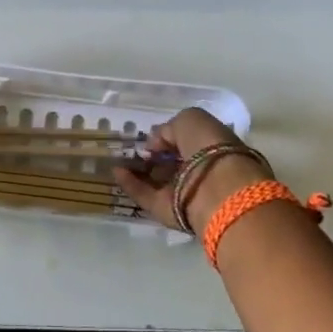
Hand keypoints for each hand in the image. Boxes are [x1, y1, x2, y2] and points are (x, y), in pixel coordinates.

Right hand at [114, 107, 266, 232]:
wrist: (216, 190)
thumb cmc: (209, 148)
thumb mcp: (190, 120)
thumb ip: (169, 128)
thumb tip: (155, 143)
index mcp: (213, 149)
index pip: (187, 142)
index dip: (169, 138)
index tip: (151, 137)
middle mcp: (200, 172)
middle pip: (173, 163)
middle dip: (154, 156)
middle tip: (133, 149)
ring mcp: (184, 193)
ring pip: (158, 181)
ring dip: (138, 170)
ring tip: (119, 159)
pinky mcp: (168, 211)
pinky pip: (145, 195)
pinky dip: (130, 184)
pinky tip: (116, 172)